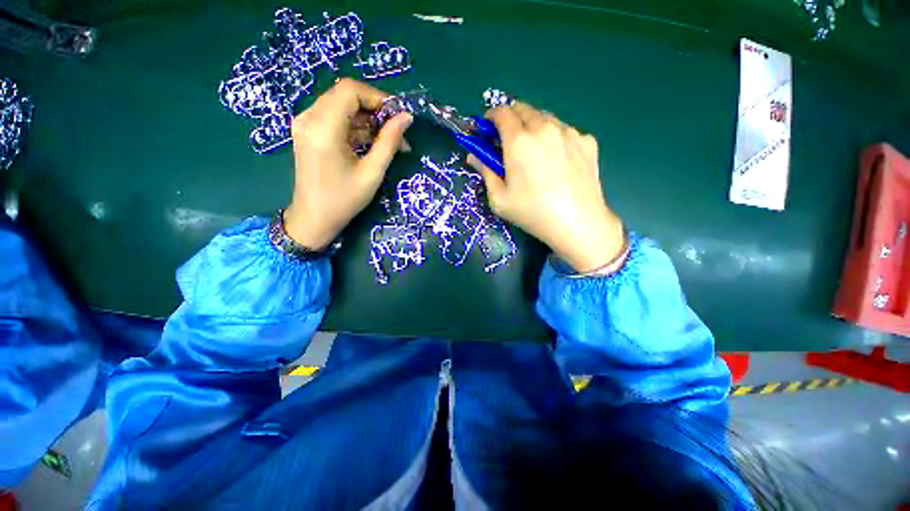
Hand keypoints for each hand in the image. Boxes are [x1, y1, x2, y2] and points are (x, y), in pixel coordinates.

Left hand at [284, 79, 412, 249]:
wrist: (313, 218)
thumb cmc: (344, 200)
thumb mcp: (372, 173)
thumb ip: (389, 142)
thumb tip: (406, 117)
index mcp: (323, 128)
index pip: (350, 91)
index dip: (377, 98)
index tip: (398, 117)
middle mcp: (309, 118)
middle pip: (345, 95)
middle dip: (375, 109)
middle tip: (396, 131)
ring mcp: (305, 124)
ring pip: (341, 106)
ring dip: (367, 119)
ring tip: (388, 142)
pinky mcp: (307, 132)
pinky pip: (334, 118)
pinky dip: (355, 126)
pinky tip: (371, 144)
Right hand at [466, 102, 623, 272]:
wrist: (577, 223)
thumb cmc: (532, 212)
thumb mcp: (499, 199)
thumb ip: (485, 172)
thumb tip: (474, 156)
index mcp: (519, 141)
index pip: (501, 113)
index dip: (491, 117)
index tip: (488, 128)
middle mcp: (544, 128)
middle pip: (523, 109)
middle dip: (511, 119)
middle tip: (508, 140)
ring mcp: (569, 132)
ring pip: (545, 117)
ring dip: (533, 126)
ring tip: (534, 150)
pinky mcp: (587, 140)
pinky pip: (565, 131)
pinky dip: (555, 137)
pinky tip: (558, 160)